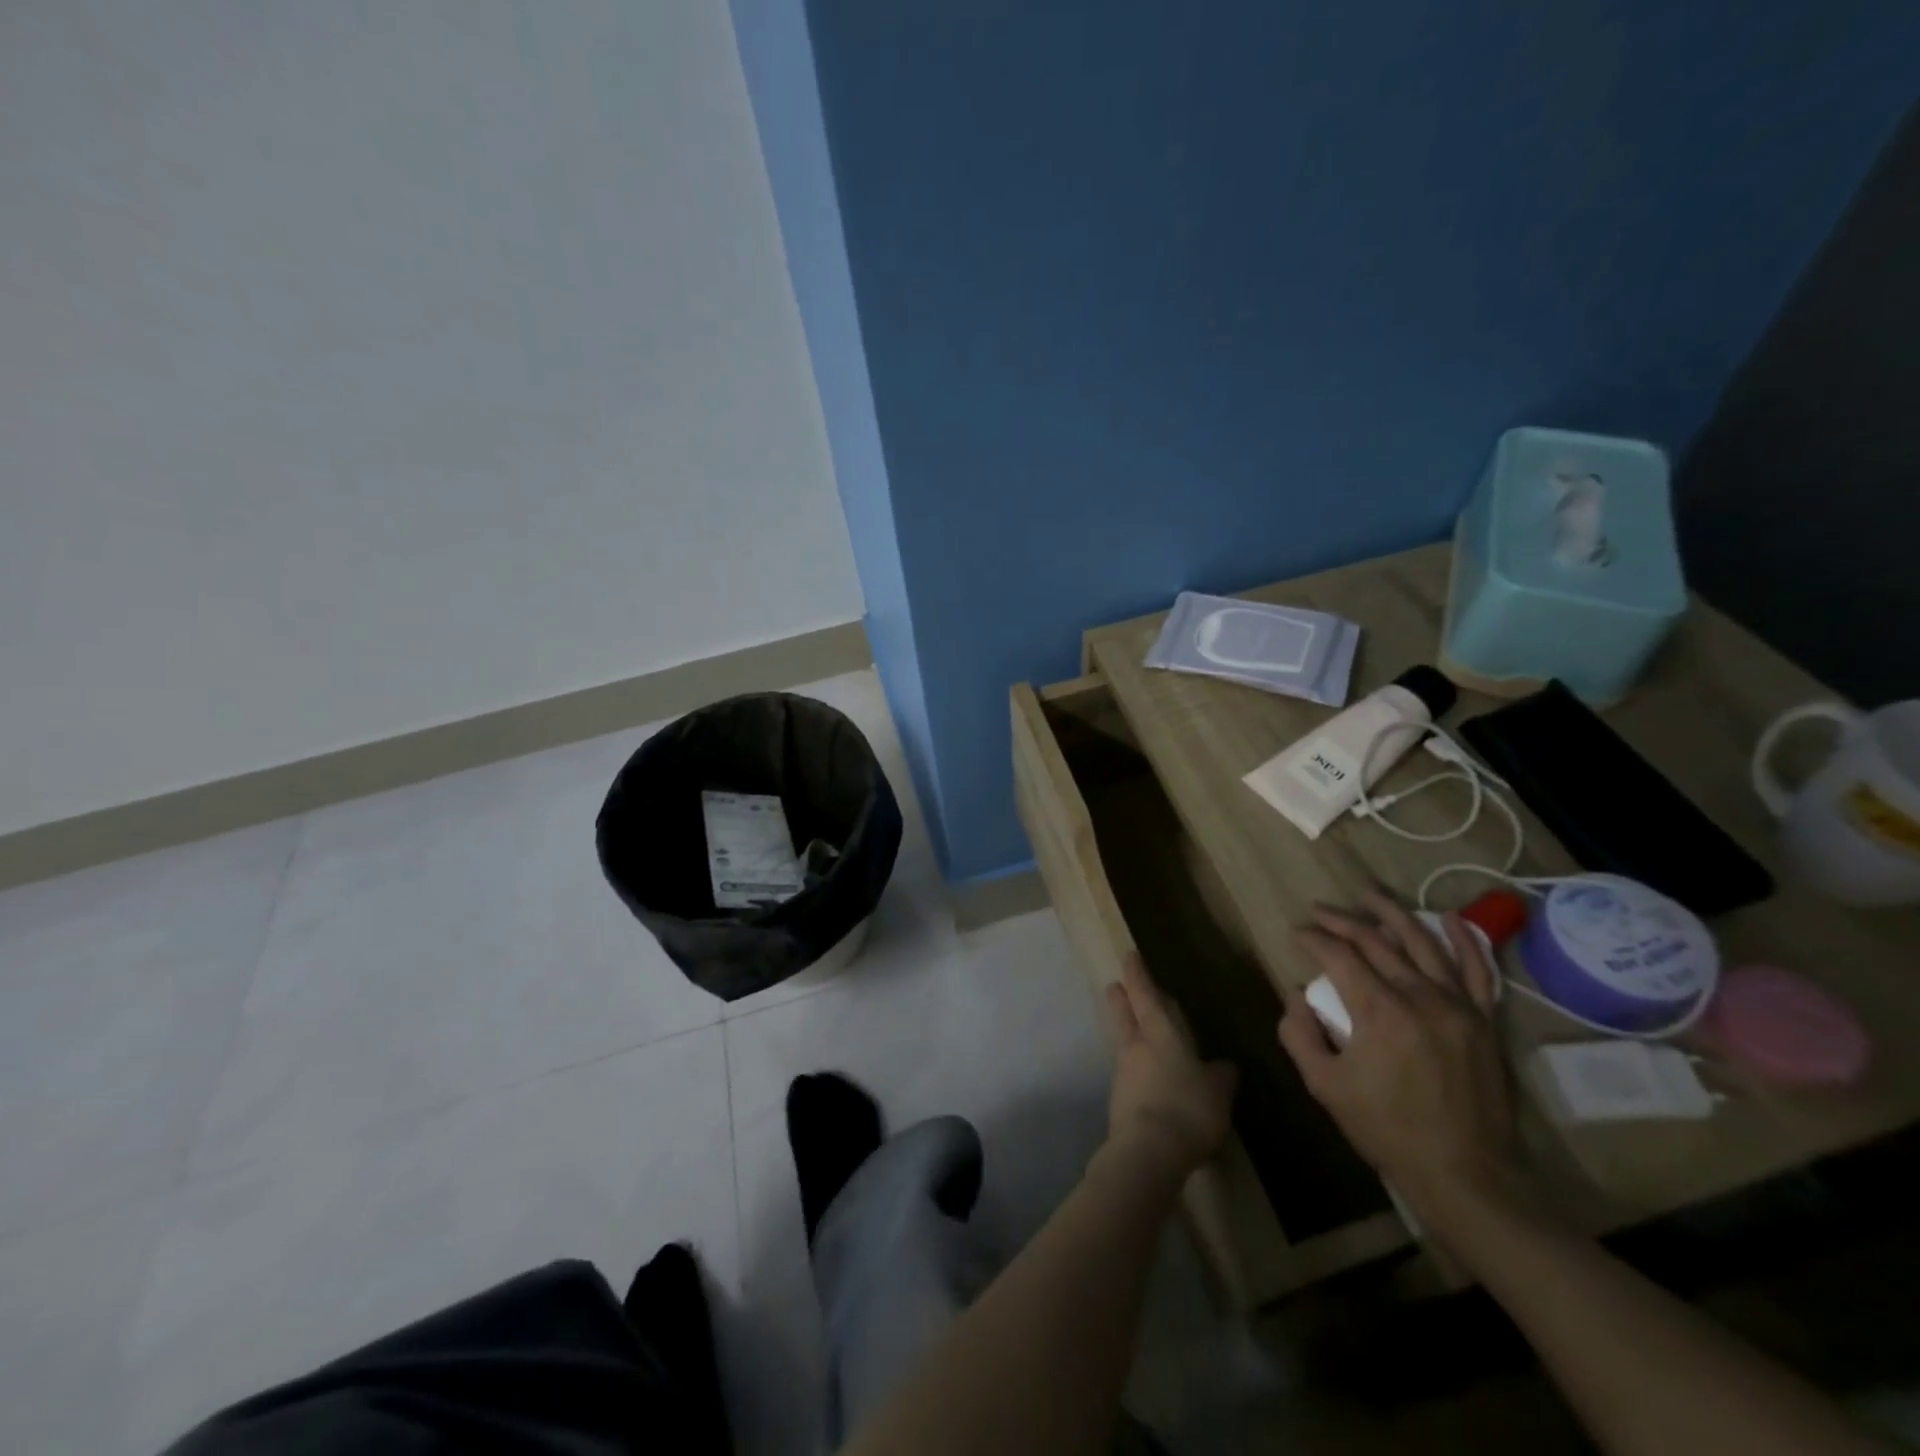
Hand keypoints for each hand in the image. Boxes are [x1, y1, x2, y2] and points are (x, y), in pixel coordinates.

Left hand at [1104, 953, 1237, 1175]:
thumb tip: (1223, 1066)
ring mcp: (1122, 1073)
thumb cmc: (1188, 1109)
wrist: (1147, 1151)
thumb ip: (1220, 1076)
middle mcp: (1136, 1046)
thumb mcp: (1218, 1092)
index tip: (1129, 956)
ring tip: (1136, 1033)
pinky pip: (1128, 1074)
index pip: (1145, 995)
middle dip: (1121, 998)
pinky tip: (1147, 1079)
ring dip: (1127, 1033)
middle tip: (1116, 986)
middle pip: (1124, 1014)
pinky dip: (1135, 1068)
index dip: (1138, 975)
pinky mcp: (1118, 1101)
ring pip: (1123, 1042)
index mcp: (1160, 1033)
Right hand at [1277, 889, 1527, 1222]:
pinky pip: (1477, 969)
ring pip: (1422, 942)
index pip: (1339, 955)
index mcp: (1379, 1011)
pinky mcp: (1483, 1019)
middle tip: (1318, 911)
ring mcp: (1458, 1005)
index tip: (1296, 934)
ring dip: (1391, 913)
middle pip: (1375, 940)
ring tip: (1367, 895)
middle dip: (1341, 920)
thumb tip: (1296, 995)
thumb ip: (1299, 1034)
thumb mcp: (1325, 1086)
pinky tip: (1448, 917)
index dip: (1313, 938)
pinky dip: (1464, 939)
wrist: (1466, 1173)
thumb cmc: (1388, 1130)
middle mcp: (1420, 996)